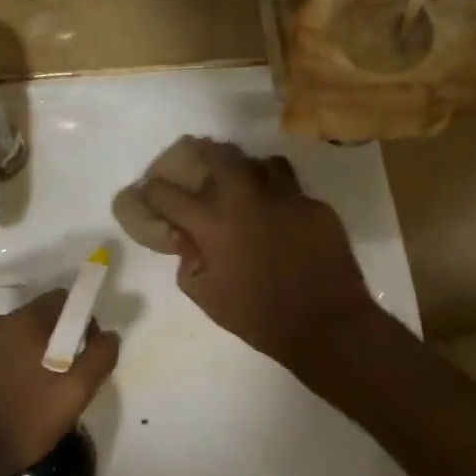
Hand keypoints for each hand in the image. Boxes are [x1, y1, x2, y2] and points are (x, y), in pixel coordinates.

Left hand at [0, 290, 119, 475]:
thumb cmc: (25, 419)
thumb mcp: (76, 392)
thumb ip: (99, 357)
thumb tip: (109, 335)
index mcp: (23, 321)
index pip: (62, 299)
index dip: (83, 320)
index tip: (87, 353)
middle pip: (42, 318)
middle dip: (61, 341)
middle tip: (69, 379)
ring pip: (21, 338)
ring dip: (39, 355)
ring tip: (44, 394)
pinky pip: (2, 353)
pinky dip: (17, 367)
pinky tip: (20, 399)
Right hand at [138, 139, 379, 373]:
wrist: (326, 324)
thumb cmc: (259, 317)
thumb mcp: (208, 298)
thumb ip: (189, 264)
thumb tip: (187, 241)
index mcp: (213, 224)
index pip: (170, 195)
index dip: (153, 189)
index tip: (149, 188)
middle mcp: (246, 199)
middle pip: (219, 155)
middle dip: (203, 152)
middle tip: (200, 157)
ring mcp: (285, 197)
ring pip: (262, 163)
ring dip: (248, 168)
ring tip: (246, 180)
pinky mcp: (315, 205)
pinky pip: (292, 188)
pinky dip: (280, 195)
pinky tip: (281, 213)